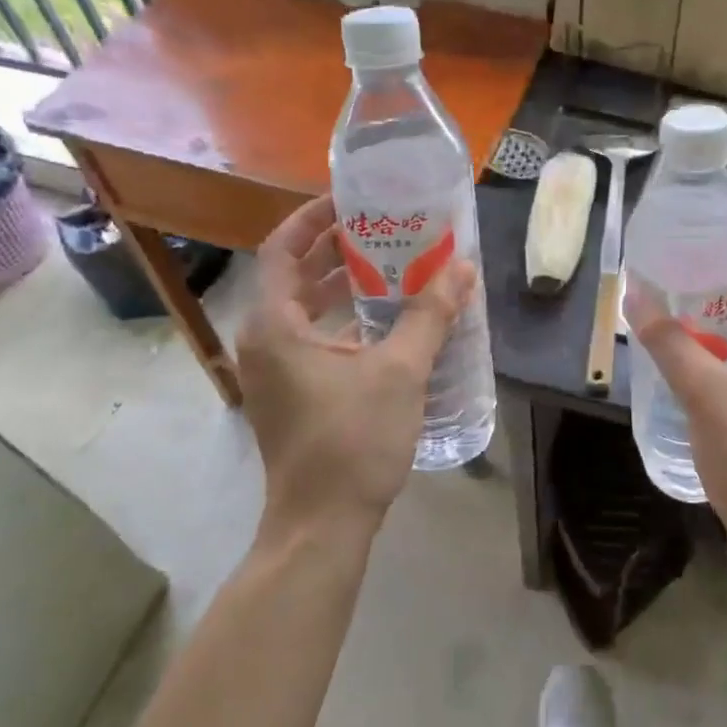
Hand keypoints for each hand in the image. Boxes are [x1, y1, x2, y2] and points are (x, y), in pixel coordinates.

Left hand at [236, 195, 475, 540]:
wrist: (322, 526)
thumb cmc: (352, 441)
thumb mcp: (399, 371)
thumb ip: (430, 316)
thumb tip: (462, 268)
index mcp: (274, 326)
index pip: (282, 249)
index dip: (313, 218)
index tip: (351, 200)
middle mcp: (263, 341)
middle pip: (292, 276)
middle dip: (334, 249)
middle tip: (381, 227)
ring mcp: (273, 371)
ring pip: (302, 309)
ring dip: (340, 285)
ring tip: (389, 264)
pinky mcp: (289, 393)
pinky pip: (311, 337)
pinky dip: (341, 319)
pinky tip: (384, 320)